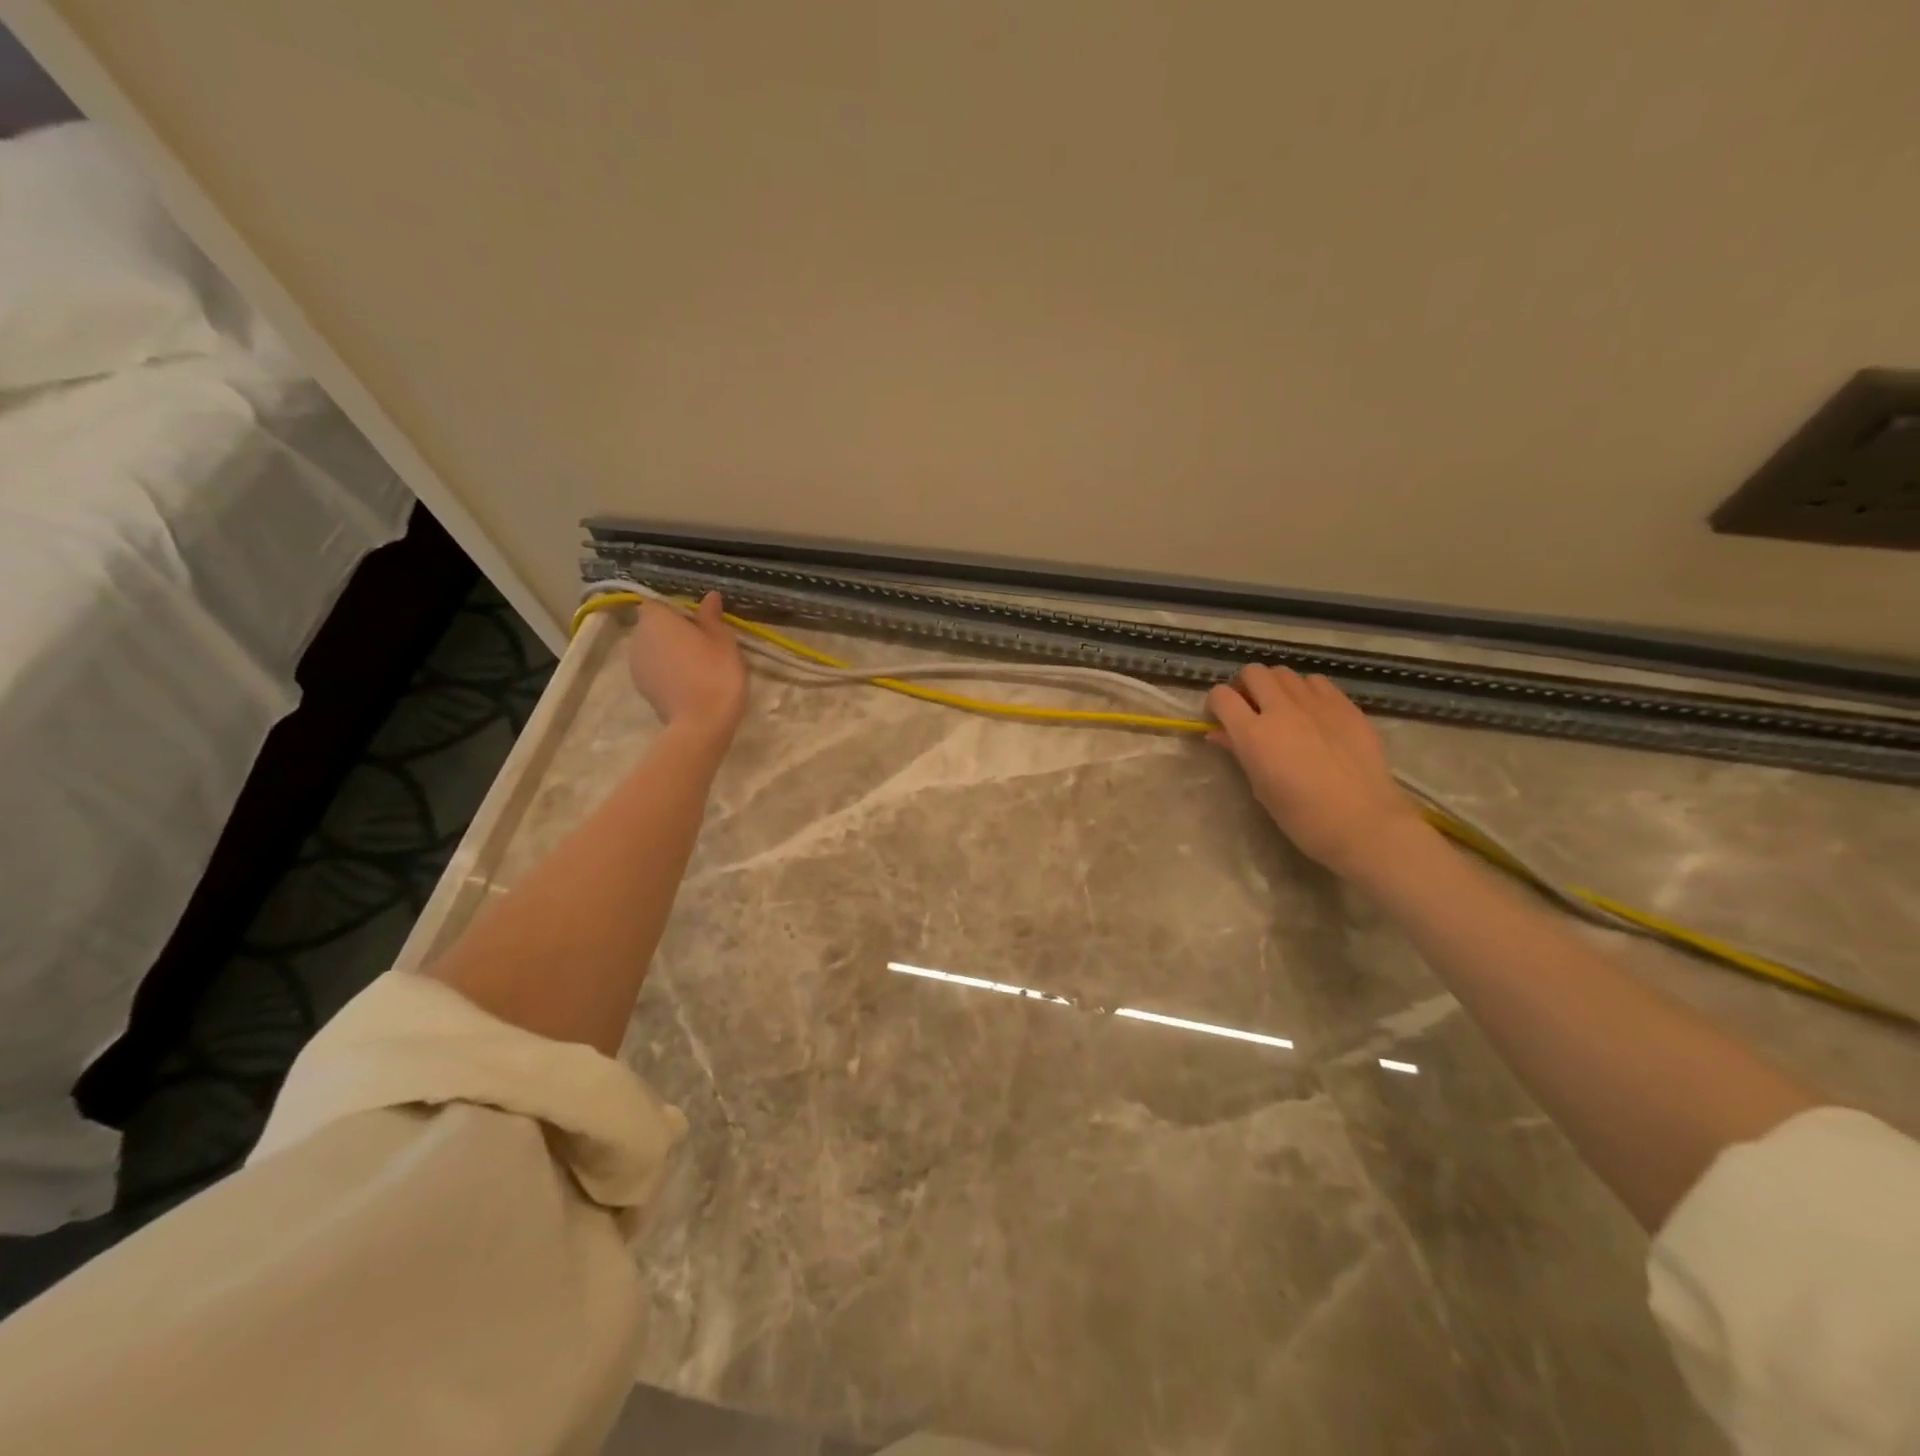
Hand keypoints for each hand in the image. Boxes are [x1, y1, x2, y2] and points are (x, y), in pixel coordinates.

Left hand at [626, 592, 747, 735]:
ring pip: (653, 649)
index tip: (699, 621)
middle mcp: (637, 638)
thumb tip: (709, 596)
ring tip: (697, 664)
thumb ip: (711, 617)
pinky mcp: (641, 689)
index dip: (677, 610)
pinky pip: (654, 670)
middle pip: (652, 626)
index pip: (658, 603)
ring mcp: (635, 665)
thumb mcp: (722, 640)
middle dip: (672, 631)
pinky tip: (689, 682)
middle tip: (702, 642)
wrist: (702, 723)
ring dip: (669, 652)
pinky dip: (667, 672)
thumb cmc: (715, 672)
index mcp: (656, 619)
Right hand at [1206, 666, 1425, 879]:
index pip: (1222, 696)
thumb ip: (1239, 752)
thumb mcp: (1260, 787)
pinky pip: (1316, 682)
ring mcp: (1317, 703)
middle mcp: (1282, 709)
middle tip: (1249, 709)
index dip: (1216, 703)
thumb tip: (1219, 734)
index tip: (1219, 718)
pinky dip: (1305, 690)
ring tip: (1282, 709)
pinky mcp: (1345, 705)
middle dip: (1244, 686)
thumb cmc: (1302, 817)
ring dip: (1275, 686)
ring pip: (1285, 673)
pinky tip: (1312, 713)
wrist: (1363, 823)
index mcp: (1254, 734)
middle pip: (1253, 673)